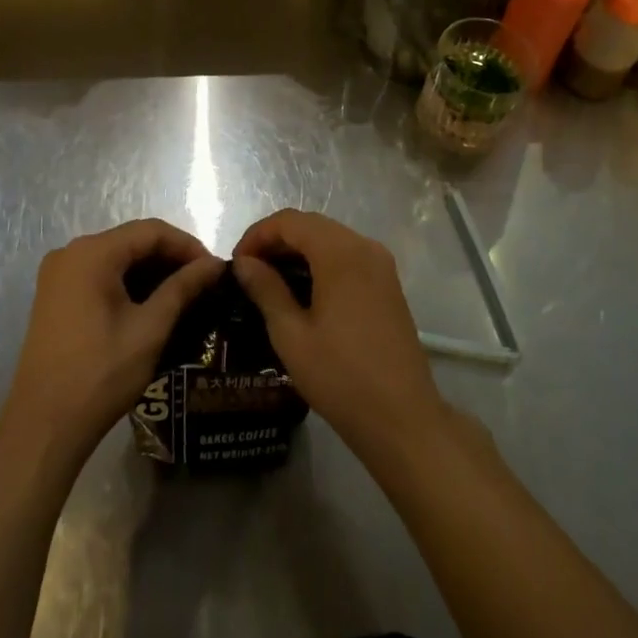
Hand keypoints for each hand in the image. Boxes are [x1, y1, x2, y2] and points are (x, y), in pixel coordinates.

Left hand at [0, 220, 220, 472]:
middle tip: (202, 284)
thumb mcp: (149, 329)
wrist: (42, 429)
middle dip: (170, 259)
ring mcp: (58, 275)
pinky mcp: (54, 296)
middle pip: (132, 241)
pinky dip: (128, 284)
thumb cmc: (100, 374)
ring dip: (151, 272)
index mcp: (91, 253)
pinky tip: (151, 305)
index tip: (214, 270)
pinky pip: (100, 275)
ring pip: (117, 258)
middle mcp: (71, 253)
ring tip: (183, 295)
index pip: (151, 231)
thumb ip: (183, 288)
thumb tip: (215, 264)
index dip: (187, 246)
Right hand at [232, 210, 447, 461]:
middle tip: (248, 272)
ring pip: (331, 239)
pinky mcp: (388, 283)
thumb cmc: (340, 376)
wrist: (401, 417)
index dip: (258, 235)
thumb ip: (266, 290)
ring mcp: (381, 264)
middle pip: (312, 225)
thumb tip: (243, 263)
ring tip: (270, 282)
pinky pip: (348, 257)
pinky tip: (303, 292)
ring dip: (299, 251)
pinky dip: (321, 263)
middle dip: (276, 241)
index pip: (290, 221)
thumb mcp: (291, 335)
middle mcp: (364, 246)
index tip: (235, 264)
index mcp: (341, 252)